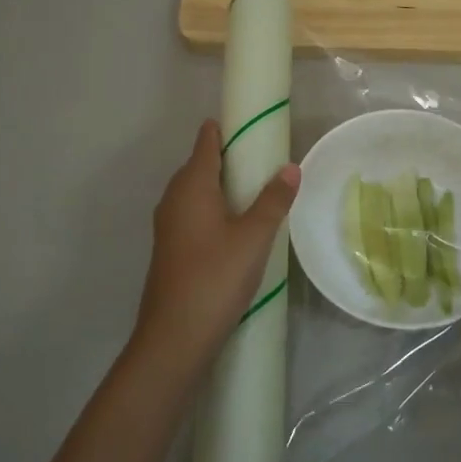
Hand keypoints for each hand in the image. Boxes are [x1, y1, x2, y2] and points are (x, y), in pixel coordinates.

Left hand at [130, 120, 299, 381]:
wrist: (174, 337)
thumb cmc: (215, 277)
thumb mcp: (254, 237)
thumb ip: (273, 200)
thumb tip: (291, 167)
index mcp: (191, 186)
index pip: (206, 142)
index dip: (226, 129)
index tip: (251, 124)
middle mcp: (174, 198)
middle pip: (199, 164)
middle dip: (228, 157)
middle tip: (264, 158)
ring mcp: (169, 225)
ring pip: (196, 192)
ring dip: (221, 185)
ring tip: (256, 190)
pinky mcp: (171, 248)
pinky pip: (193, 213)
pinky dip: (214, 208)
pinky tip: (235, 225)